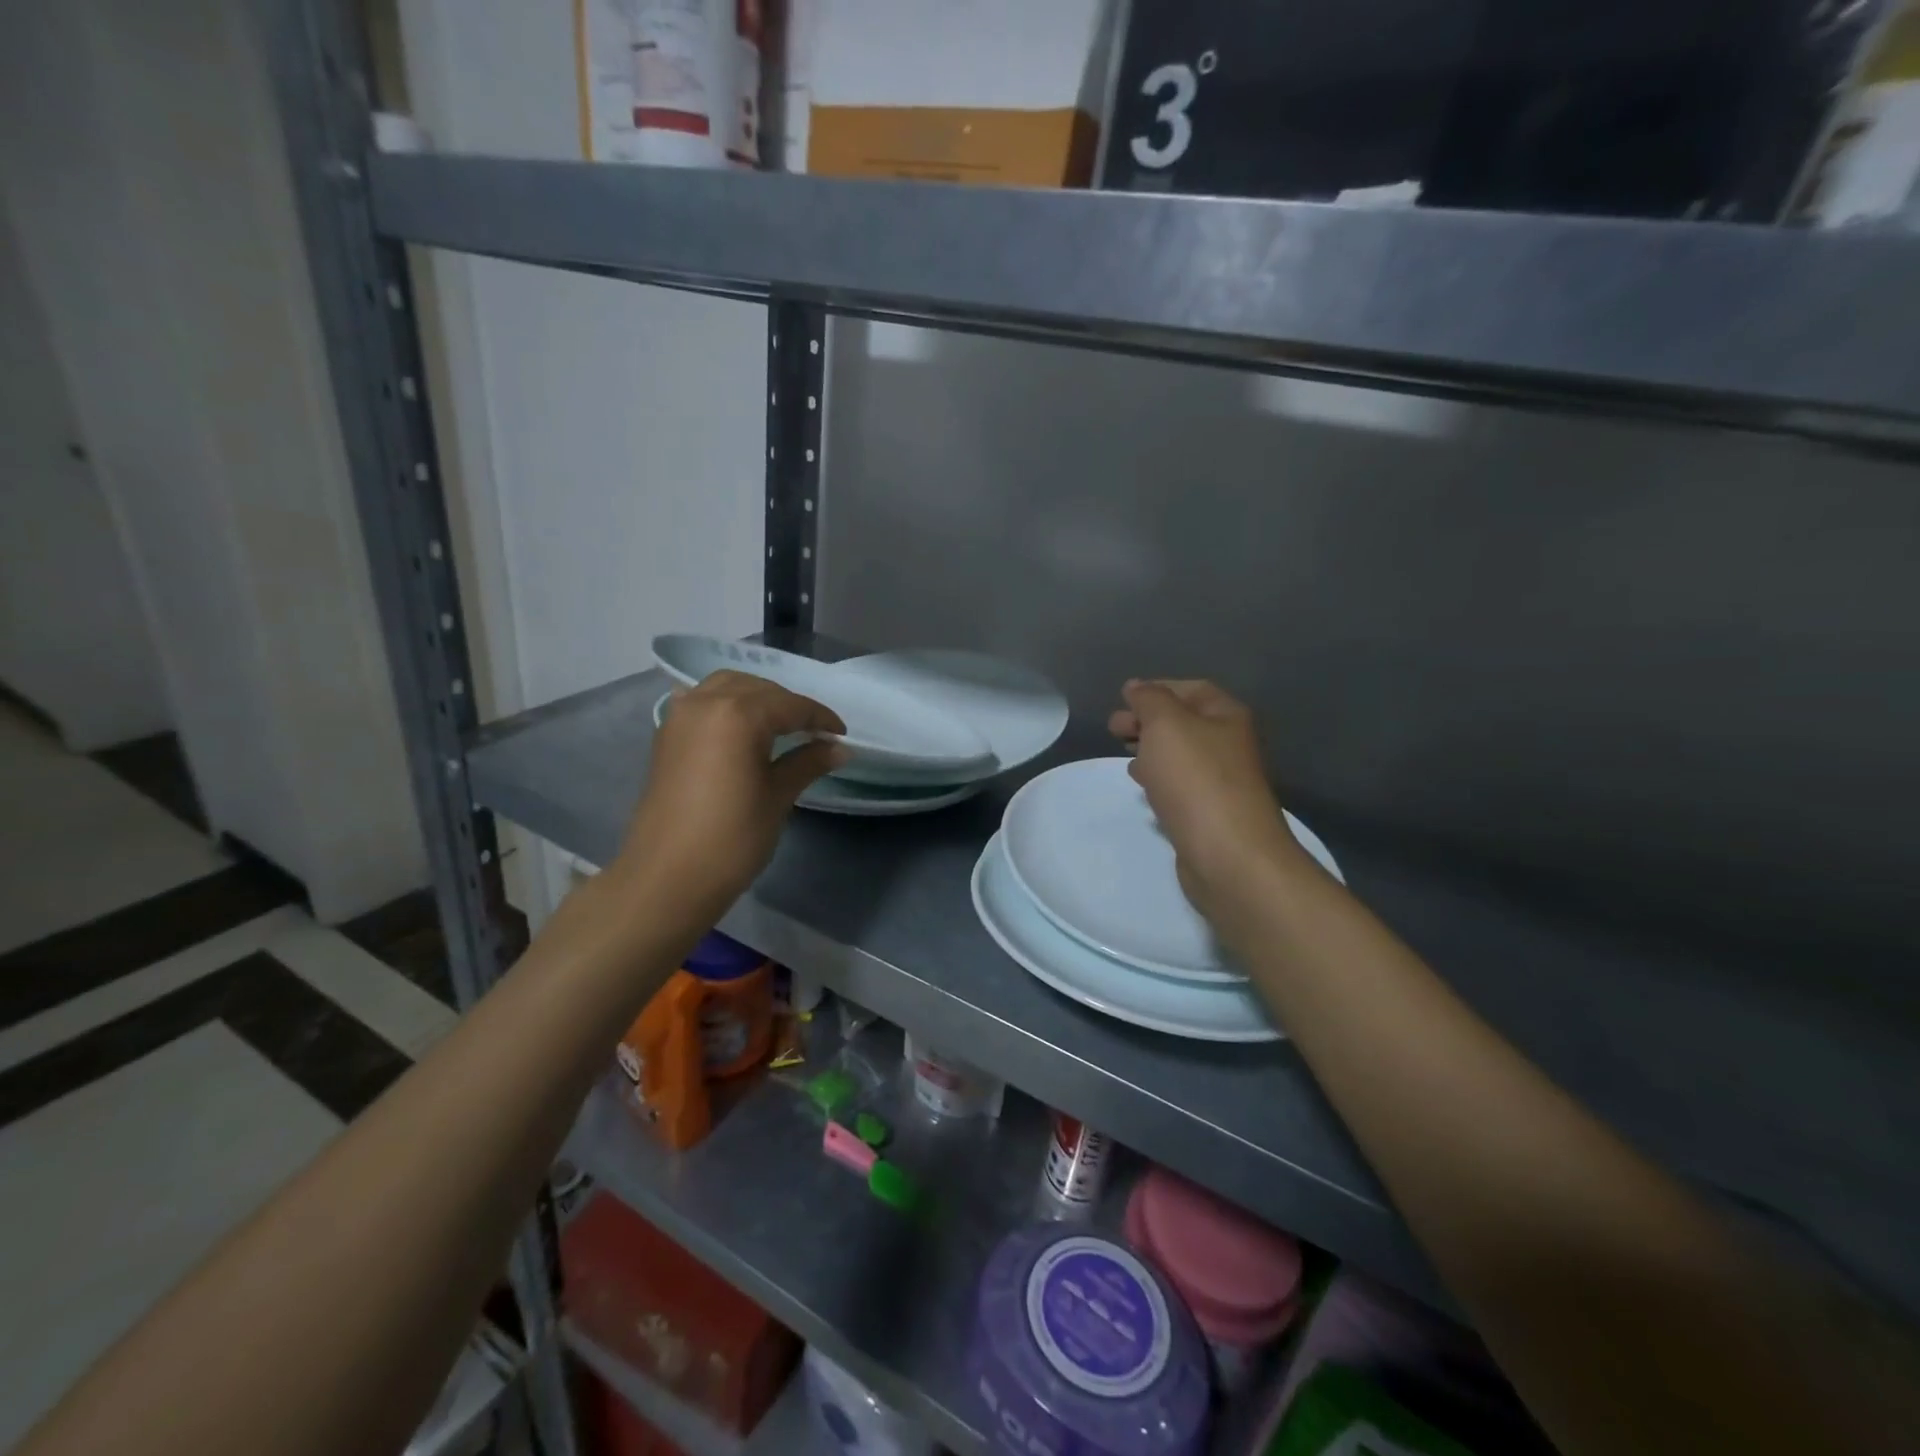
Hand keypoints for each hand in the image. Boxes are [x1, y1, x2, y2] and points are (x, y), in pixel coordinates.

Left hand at [614, 671, 844, 922]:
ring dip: (757, 699)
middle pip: (759, 690)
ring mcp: (681, 716)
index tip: (842, 737)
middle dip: (789, 706)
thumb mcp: (777, 797)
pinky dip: (726, 706)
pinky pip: (702, 702)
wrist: (667, 878)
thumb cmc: (732, 839)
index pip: (791, 706)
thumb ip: (808, 763)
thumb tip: (839, 749)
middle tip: (814, 735)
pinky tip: (740, 728)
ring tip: (779, 727)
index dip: (821, 720)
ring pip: (727, 688)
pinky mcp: (666, 735)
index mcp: (738, 714)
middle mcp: (706, 702)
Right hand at [1108, 679, 1306, 925]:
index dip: (1156, 689)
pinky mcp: (1211, 814)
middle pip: (1185, 723)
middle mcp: (1230, 745)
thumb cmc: (1196, 780)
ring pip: (1181, 756)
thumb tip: (1137, 687)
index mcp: (1227, 717)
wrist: (1229, 855)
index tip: (1122, 700)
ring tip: (1124, 755)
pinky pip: (1182, 786)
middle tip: (1114, 729)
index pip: (1191, 689)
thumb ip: (1149, 700)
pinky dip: (1160, 780)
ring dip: (1152, 751)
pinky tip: (1144, 787)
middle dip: (1148, 721)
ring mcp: (1223, 782)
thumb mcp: (1166, 725)